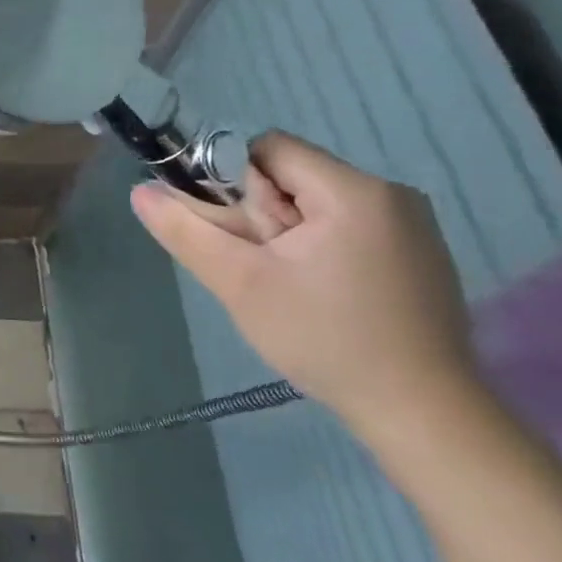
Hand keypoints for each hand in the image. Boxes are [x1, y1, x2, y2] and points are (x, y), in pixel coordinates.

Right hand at [130, 132, 476, 433]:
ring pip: (316, 204)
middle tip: (259, 267)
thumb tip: (140, 192)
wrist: (421, 413)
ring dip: (286, 234)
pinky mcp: (419, 255)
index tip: (234, 233)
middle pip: (293, 176)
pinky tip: (320, 294)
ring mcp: (413, 226)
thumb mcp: (240, 283)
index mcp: (353, 191)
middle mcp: (391, 194)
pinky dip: (318, 248)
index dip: (234, 181)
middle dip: (260, 214)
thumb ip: (186, 231)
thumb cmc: (324, 339)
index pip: (270, 149)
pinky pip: (347, 227)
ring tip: (287, 285)